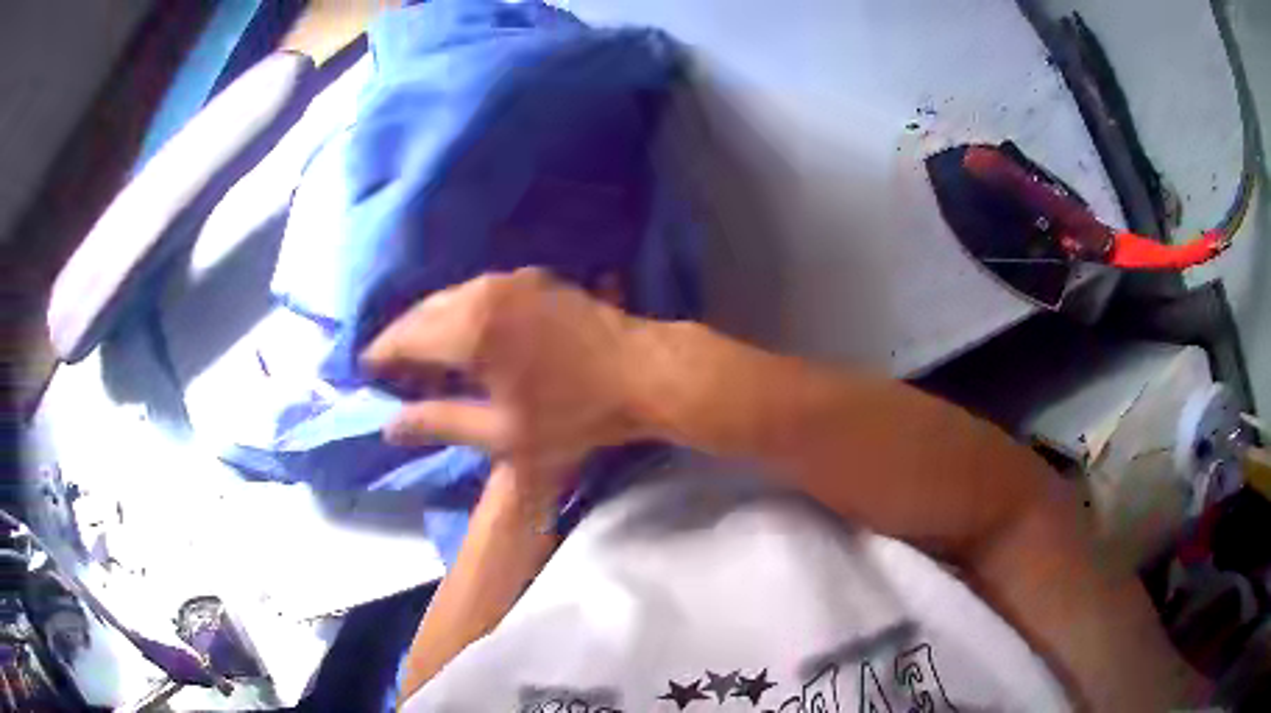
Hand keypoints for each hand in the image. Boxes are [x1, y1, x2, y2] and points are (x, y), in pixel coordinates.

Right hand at [362, 268, 647, 496]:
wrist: (643, 373)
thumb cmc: (573, 414)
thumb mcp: (501, 434)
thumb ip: (439, 423)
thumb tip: (389, 426)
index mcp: (469, 329)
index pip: (404, 337)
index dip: (381, 356)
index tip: (367, 374)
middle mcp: (483, 291)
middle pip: (423, 312)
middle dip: (403, 340)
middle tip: (395, 374)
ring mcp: (511, 279)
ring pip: (451, 299)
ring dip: (431, 325)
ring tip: (427, 361)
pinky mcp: (534, 279)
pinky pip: (479, 293)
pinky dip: (461, 313)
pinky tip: (466, 338)